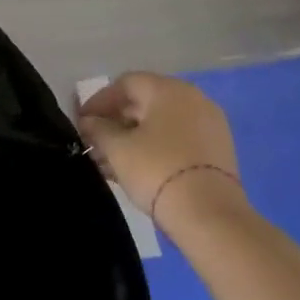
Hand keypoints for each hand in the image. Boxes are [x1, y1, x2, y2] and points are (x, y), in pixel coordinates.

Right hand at [78, 73, 247, 233]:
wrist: (209, 215)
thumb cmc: (156, 170)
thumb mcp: (117, 148)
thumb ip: (98, 129)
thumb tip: (88, 122)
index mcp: (169, 90)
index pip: (125, 84)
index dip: (98, 101)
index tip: (81, 122)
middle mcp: (193, 99)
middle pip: (144, 103)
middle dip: (115, 122)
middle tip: (94, 143)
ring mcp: (210, 126)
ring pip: (161, 125)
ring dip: (132, 138)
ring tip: (109, 162)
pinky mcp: (218, 151)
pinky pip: (177, 140)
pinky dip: (154, 149)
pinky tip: (134, 169)